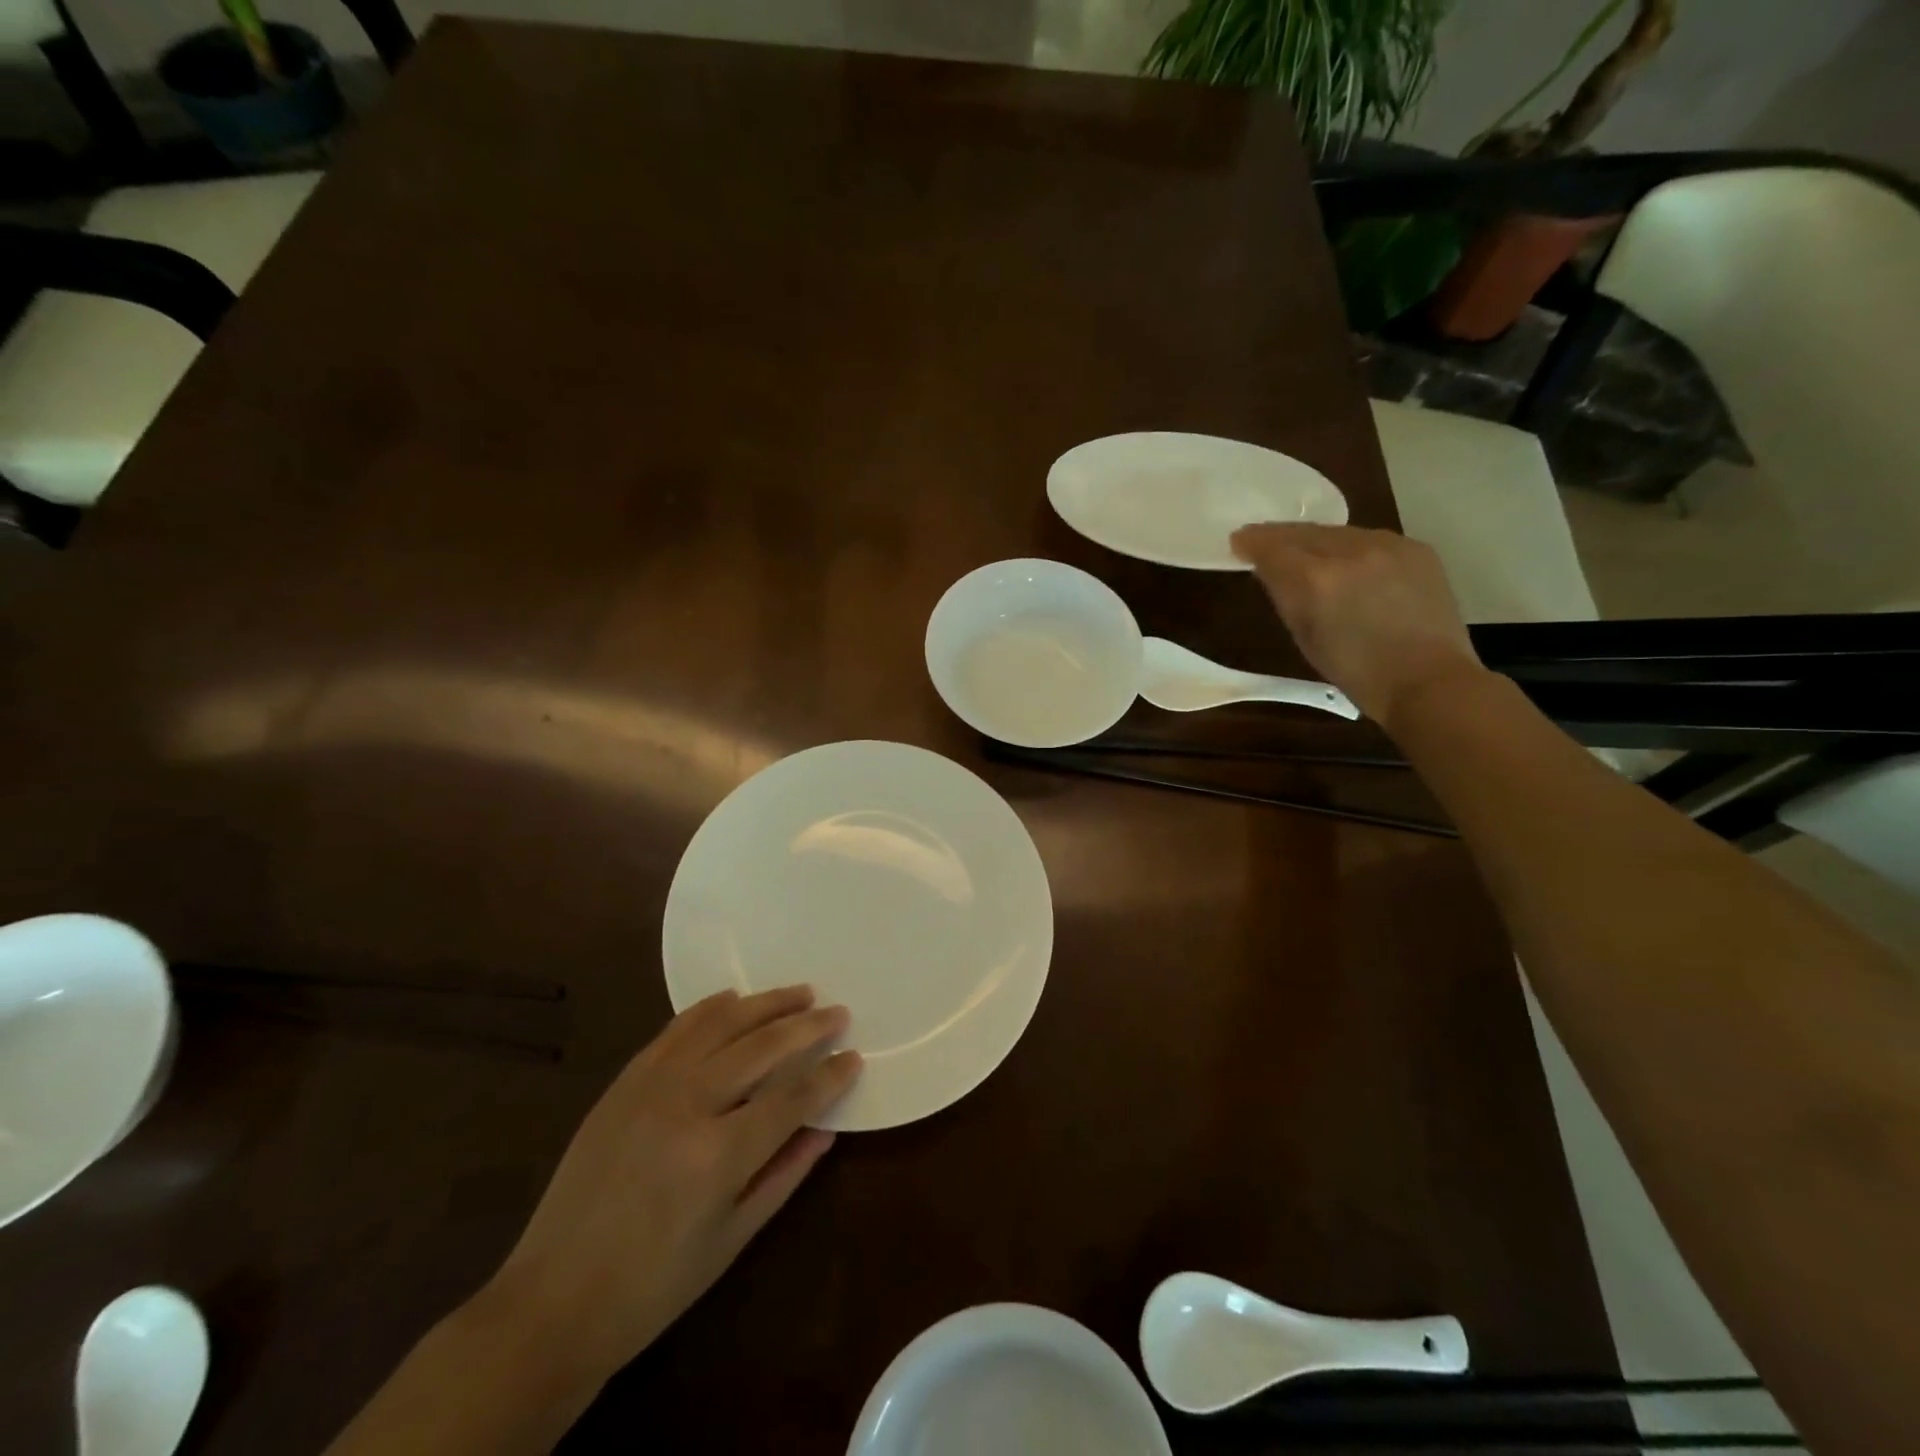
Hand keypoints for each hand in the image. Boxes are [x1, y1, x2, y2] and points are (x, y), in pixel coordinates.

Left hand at [487, 986, 860, 1386]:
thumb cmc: (654, 1287)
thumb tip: (827, 1127)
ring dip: (766, 1004)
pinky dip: (710, 1009)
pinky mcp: (624, 1082)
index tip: (854, 1056)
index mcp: (718, 1157)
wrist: (552, 1301)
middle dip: (807, 1027)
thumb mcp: (732, 1240)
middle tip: (838, 1012)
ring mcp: (650, 1087)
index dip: (828, 1076)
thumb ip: (785, 1174)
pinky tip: (735, 999)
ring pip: (721, 1025)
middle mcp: (687, 1107)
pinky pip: (676, 1030)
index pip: (791, 1099)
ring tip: (799, 993)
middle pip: (761, 1048)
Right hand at [1230, 523, 1488, 730]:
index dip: (1252, 542)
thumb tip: (1270, 570)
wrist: (1427, 680)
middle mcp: (1349, 552)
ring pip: (1337, 532)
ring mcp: (1387, 545)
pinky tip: (1349, 563)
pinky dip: (1351, 547)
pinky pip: (1370, 539)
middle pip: (1303, 532)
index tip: (1238, 541)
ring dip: (1315, 539)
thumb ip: (1285, 596)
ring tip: (1304, 549)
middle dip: (1279, 535)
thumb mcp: (1304, 636)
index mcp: (1314, 580)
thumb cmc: (1355, 671)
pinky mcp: (1415, 548)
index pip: (1272, 547)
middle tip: (1262, 539)